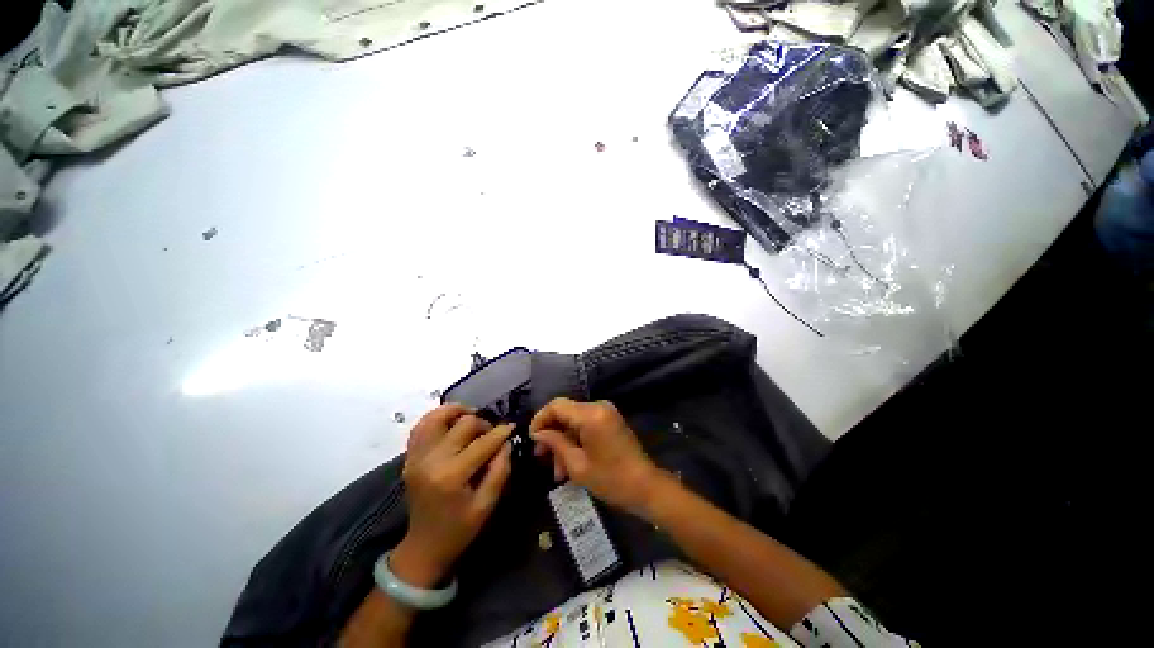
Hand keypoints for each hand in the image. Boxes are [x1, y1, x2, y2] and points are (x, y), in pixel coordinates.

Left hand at [392, 404, 512, 587]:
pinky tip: (451, 422)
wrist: (424, 546)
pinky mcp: (410, 457)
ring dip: (457, 413)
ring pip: (437, 417)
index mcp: (451, 476)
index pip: (482, 443)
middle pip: (463, 424)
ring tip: (471, 418)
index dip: (501, 432)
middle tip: (492, 433)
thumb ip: (500, 470)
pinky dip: (437, 418)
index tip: (512, 427)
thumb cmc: (459, 529)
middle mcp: (431, 460)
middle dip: (483, 424)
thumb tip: (506, 442)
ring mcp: (416, 457)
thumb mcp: (487, 504)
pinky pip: (421, 426)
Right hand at [529, 398, 660, 514]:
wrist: (646, 487)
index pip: (557, 405)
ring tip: (557, 471)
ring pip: (574, 421)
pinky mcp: (610, 421)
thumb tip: (537, 434)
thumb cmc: (611, 479)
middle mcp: (598, 407)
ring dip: (563, 442)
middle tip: (541, 457)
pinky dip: (575, 441)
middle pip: (565, 413)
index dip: (540, 419)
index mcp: (590, 414)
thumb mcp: (577, 465)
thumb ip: (555, 443)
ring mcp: (606, 413)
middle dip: (552, 434)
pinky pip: (585, 425)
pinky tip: (569, 464)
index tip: (531, 438)